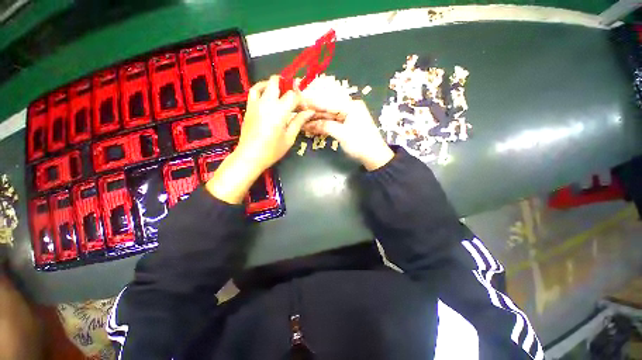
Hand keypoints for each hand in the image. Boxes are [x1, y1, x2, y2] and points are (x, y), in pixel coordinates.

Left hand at [206, 76, 314, 203]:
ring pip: (264, 84)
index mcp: (279, 111)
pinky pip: (254, 91)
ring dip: (275, 85)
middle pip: (277, 83)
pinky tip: (267, 94)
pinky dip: (261, 88)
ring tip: (282, 92)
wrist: (250, 156)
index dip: (301, 100)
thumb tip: (310, 112)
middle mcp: (267, 103)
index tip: (305, 108)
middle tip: (294, 96)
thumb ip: (299, 122)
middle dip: (288, 85)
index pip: (293, 96)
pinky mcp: (249, 107)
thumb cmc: (272, 150)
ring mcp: (256, 104)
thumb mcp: (289, 137)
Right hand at [302, 79, 393, 170]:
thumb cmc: (360, 143)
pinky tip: (313, 128)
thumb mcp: (342, 134)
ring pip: (328, 116)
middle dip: (313, 113)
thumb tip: (309, 123)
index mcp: (351, 106)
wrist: (374, 156)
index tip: (299, 102)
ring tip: (303, 124)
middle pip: (327, 109)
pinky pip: (332, 123)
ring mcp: (348, 116)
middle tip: (298, 115)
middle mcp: (349, 108)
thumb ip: (325, 126)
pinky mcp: (346, 124)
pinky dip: (323, 126)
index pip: (328, 102)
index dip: (312, 103)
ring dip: (317, 121)